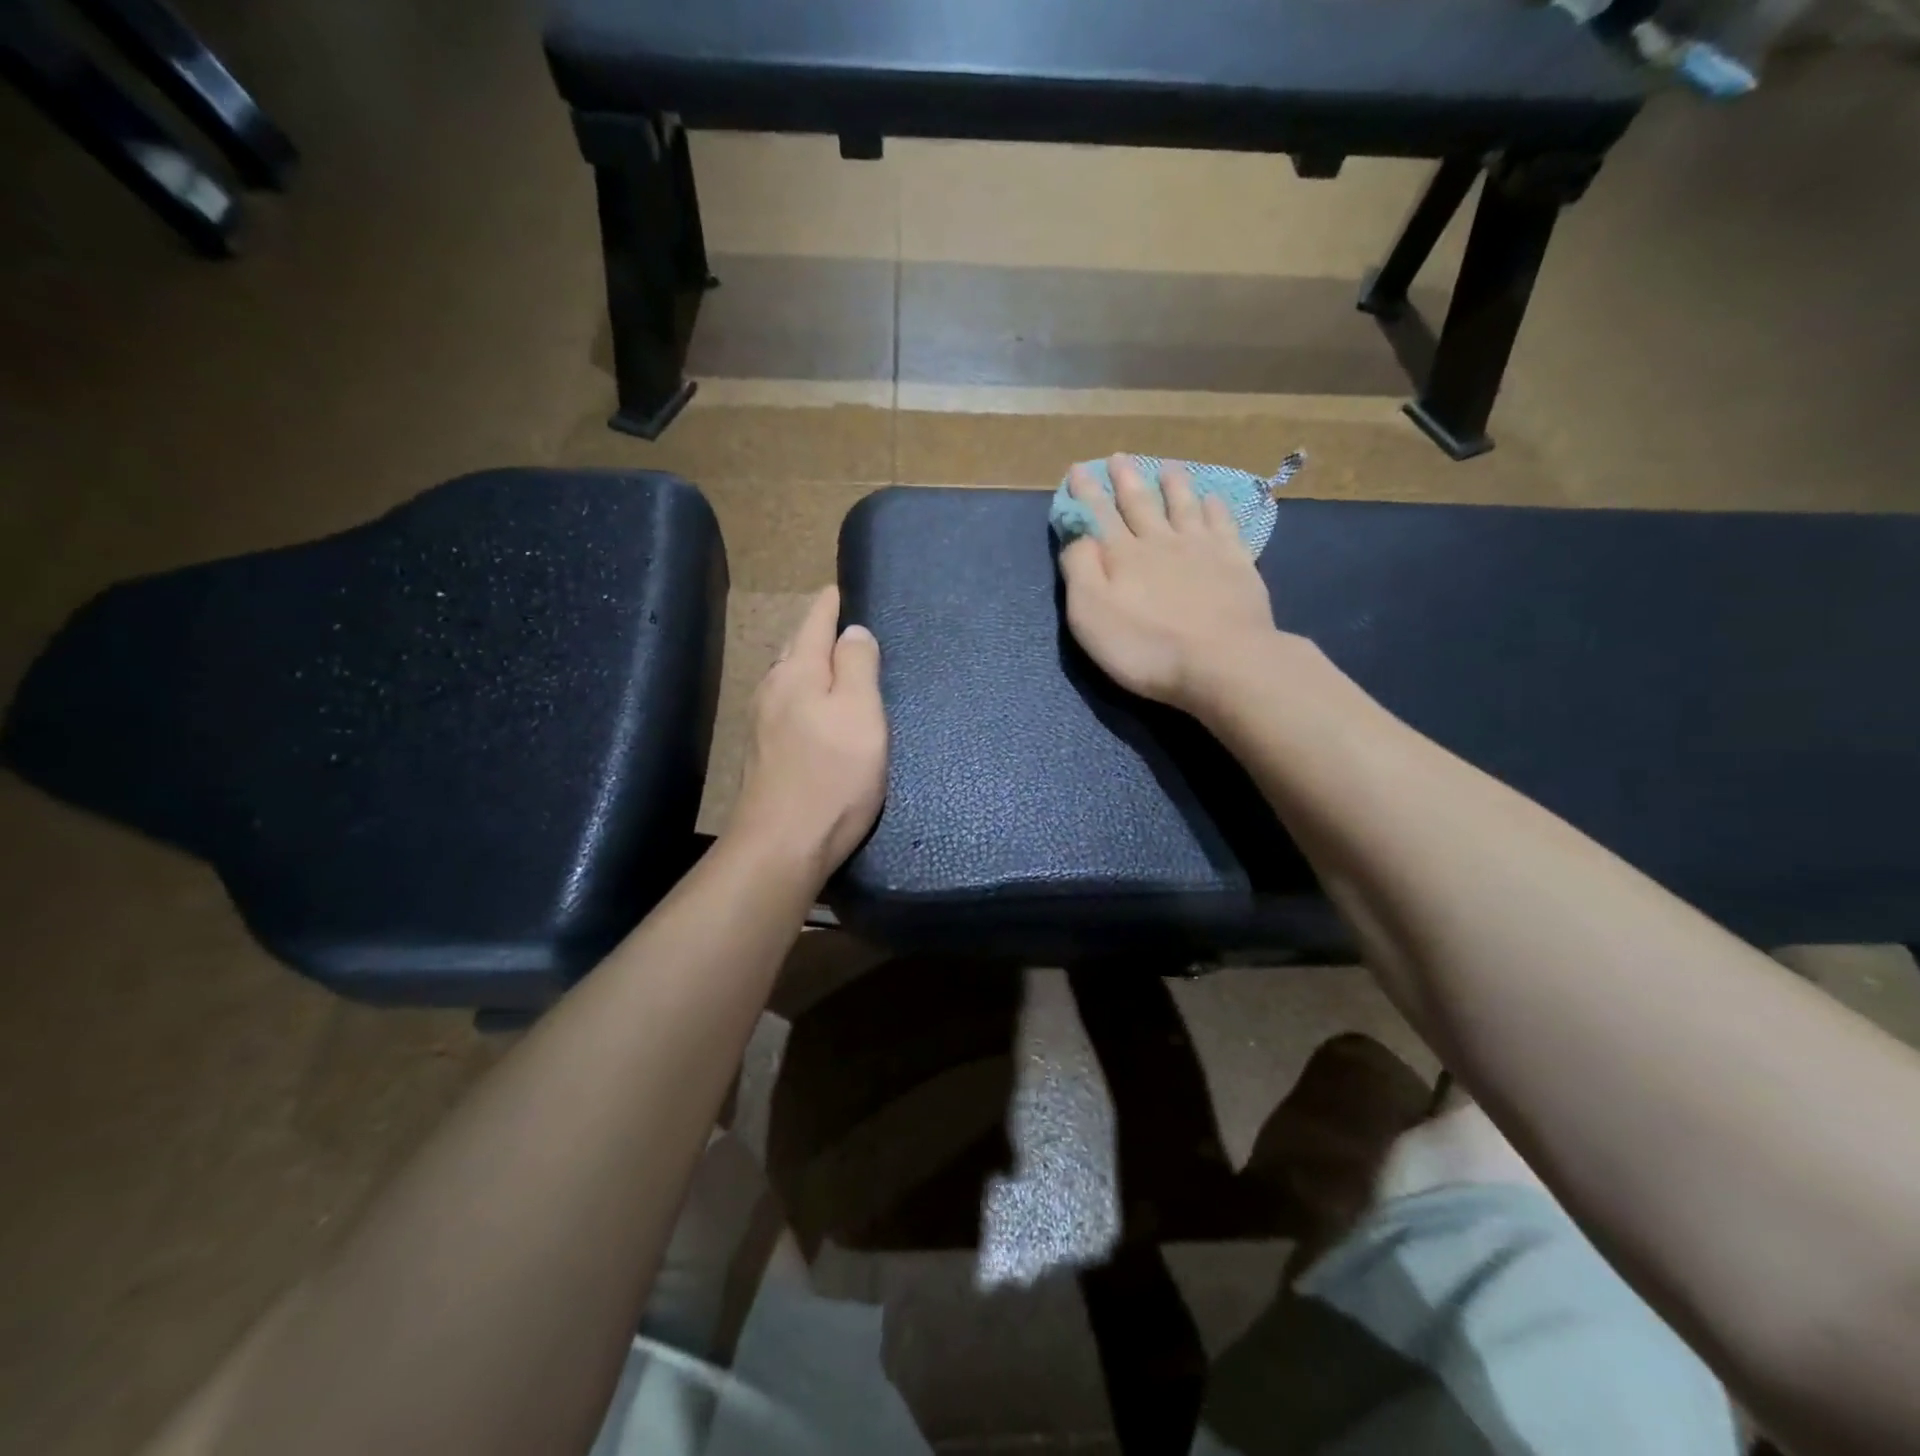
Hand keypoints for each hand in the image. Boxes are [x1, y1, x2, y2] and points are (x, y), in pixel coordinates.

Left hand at [728, 586, 888, 877]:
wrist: (782, 846)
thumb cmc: (831, 776)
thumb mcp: (860, 713)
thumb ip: (857, 666)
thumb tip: (853, 632)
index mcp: (797, 673)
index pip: (814, 624)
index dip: (829, 604)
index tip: (837, 587)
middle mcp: (773, 691)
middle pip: (796, 649)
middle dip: (816, 633)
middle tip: (840, 621)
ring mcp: (763, 725)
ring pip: (789, 680)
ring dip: (809, 666)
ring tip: (831, 662)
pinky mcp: (765, 755)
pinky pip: (788, 708)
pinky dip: (805, 696)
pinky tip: (814, 710)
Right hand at [1059, 454, 1279, 712]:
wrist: (1223, 662)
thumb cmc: (1146, 647)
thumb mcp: (1091, 616)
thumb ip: (1080, 571)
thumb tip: (1078, 537)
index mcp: (1123, 556)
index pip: (1098, 515)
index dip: (1086, 492)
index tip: (1077, 469)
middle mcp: (1161, 542)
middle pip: (1141, 503)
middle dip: (1126, 479)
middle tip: (1118, 457)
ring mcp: (1202, 549)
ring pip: (1184, 506)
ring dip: (1173, 485)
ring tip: (1167, 467)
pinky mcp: (1236, 563)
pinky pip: (1223, 524)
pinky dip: (1215, 507)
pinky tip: (1213, 499)